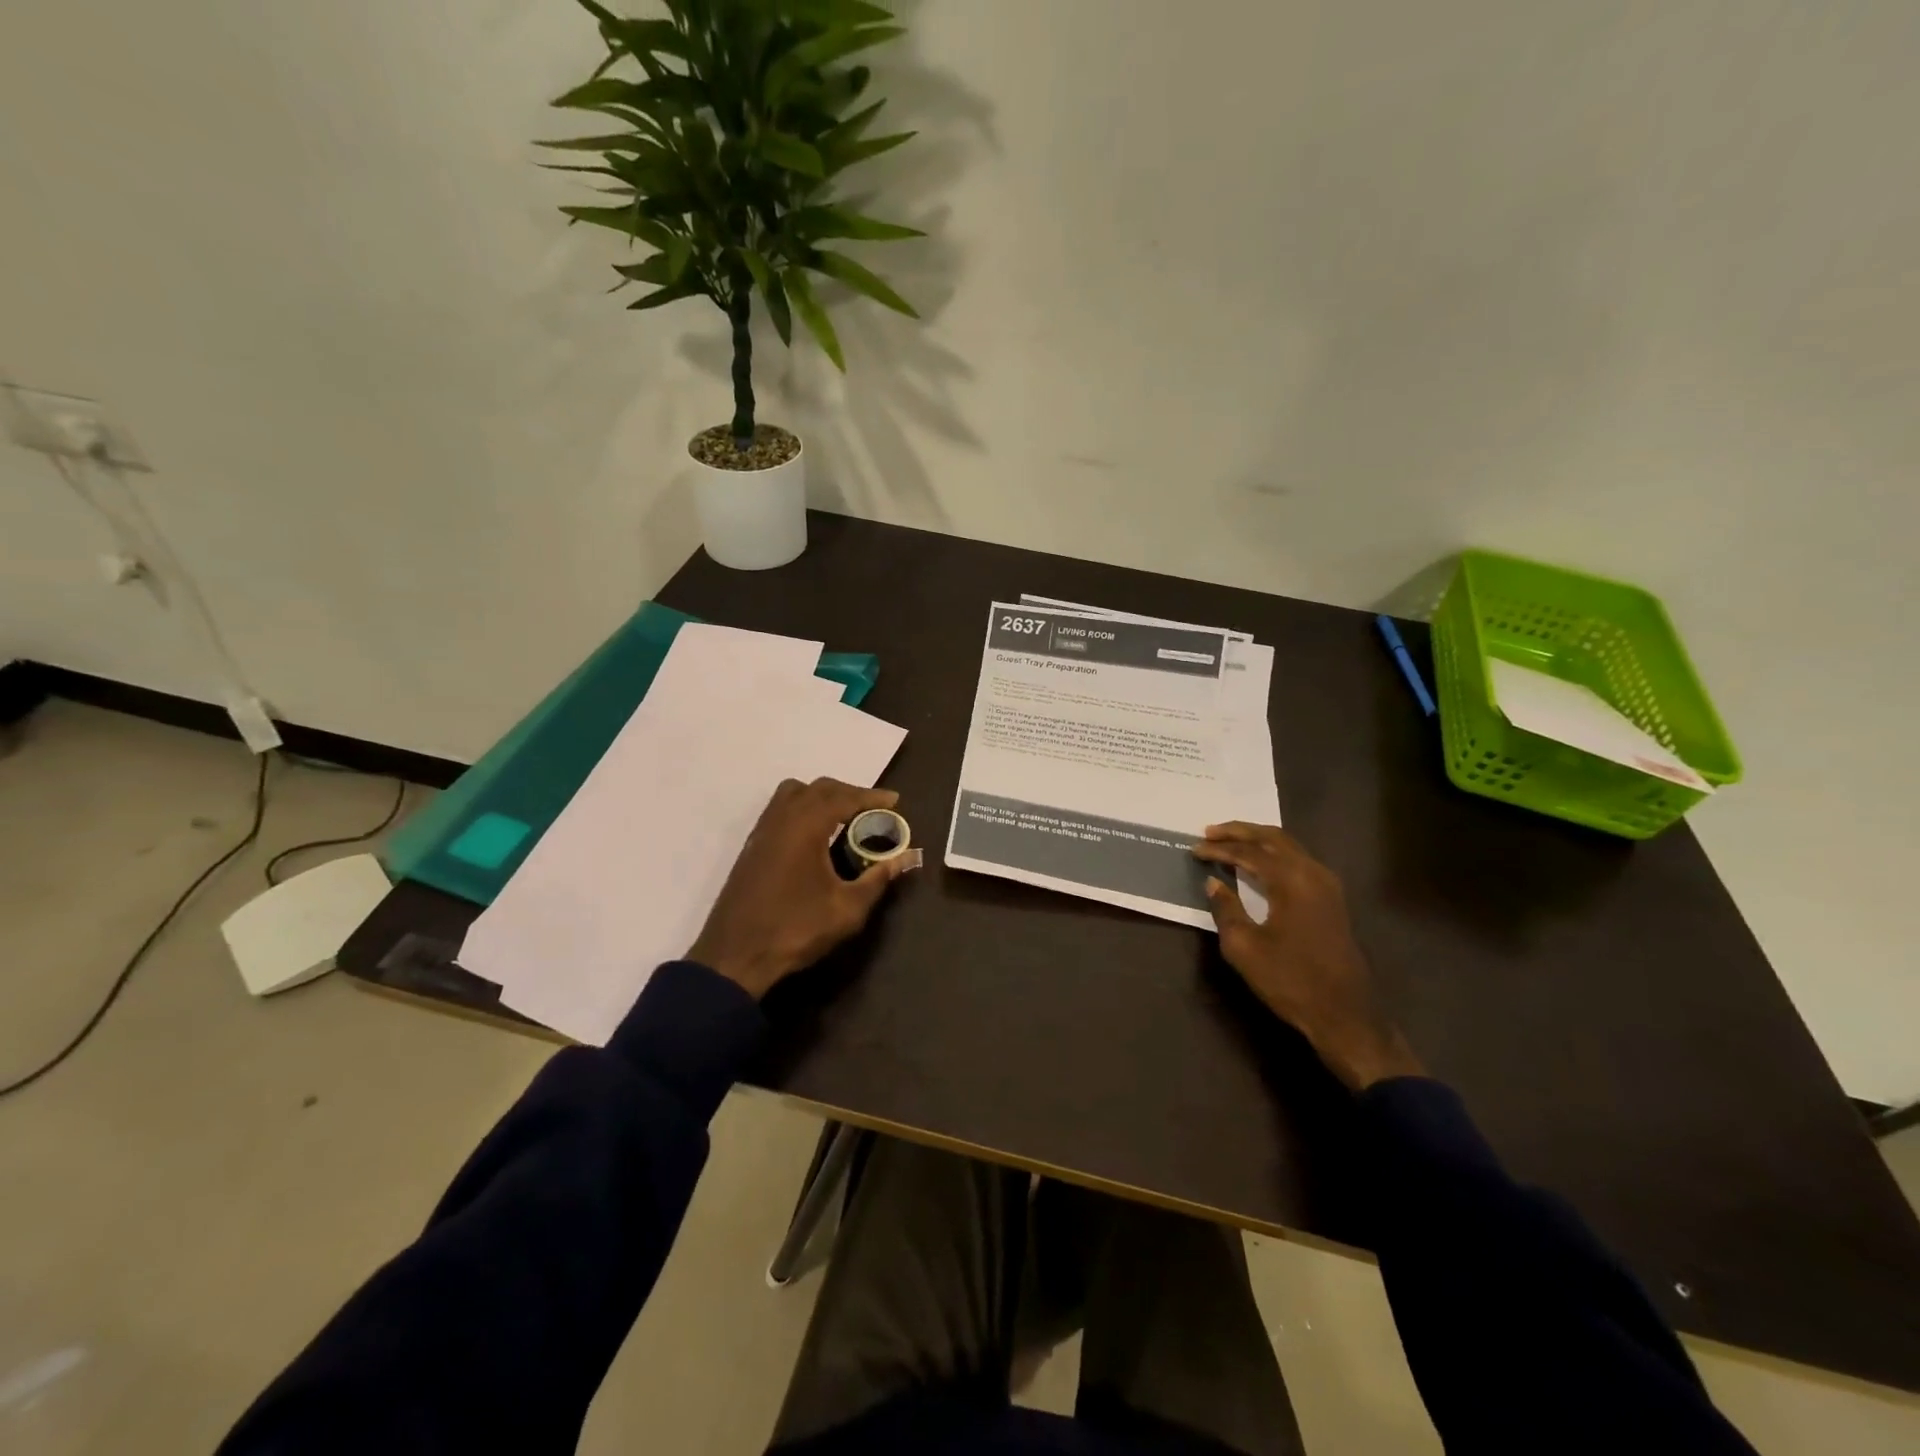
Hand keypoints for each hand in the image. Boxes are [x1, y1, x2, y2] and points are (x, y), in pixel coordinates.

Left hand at [688, 778, 915, 998]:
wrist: (735, 956)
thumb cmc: (796, 929)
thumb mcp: (847, 909)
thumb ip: (878, 879)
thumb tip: (907, 858)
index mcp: (806, 826)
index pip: (844, 797)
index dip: (872, 797)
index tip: (895, 801)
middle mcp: (782, 818)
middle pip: (819, 788)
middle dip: (849, 793)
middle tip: (873, 810)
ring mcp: (762, 831)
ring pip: (794, 793)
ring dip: (821, 796)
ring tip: (843, 816)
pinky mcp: (752, 846)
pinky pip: (780, 810)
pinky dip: (802, 809)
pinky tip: (814, 835)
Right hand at [1192, 823, 1423, 1091]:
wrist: (1344, 1014)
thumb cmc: (1289, 980)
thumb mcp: (1244, 947)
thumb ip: (1226, 908)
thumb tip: (1214, 882)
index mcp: (1292, 880)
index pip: (1249, 852)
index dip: (1219, 849)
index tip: (1194, 849)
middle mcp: (1313, 873)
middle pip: (1273, 838)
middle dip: (1240, 831)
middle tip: (1210, 832)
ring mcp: (1327, 885)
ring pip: (1289, 847)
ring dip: (1258, 840)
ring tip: (1229, 842)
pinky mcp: (1332, 899)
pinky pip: (1299, 861)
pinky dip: (1274, 854)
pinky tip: (1259, 863)